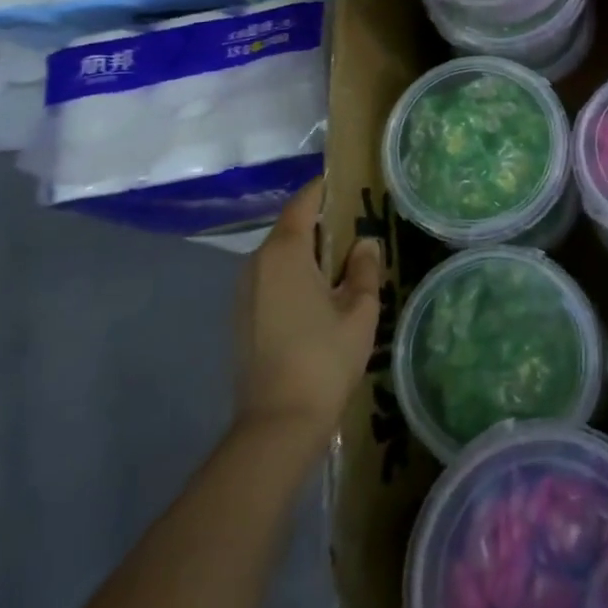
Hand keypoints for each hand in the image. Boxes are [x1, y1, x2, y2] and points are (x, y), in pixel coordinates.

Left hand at [234, 179, 382, 442]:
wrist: (277, 424)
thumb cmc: (324, 359)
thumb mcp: (360, 310)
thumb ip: (364, 269)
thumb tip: (365, 244)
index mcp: (285, 252)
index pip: (304, 202)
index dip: (325, 189)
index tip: (350, 183)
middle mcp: (257, 263)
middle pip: (291, 227)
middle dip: (322, 223)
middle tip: (358, 227)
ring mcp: (245, 291)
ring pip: (281, 255)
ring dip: (309, 251)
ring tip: (344, 262)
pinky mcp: (242, 317)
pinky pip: (272, 278)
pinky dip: (295, 274)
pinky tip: (320, 295)